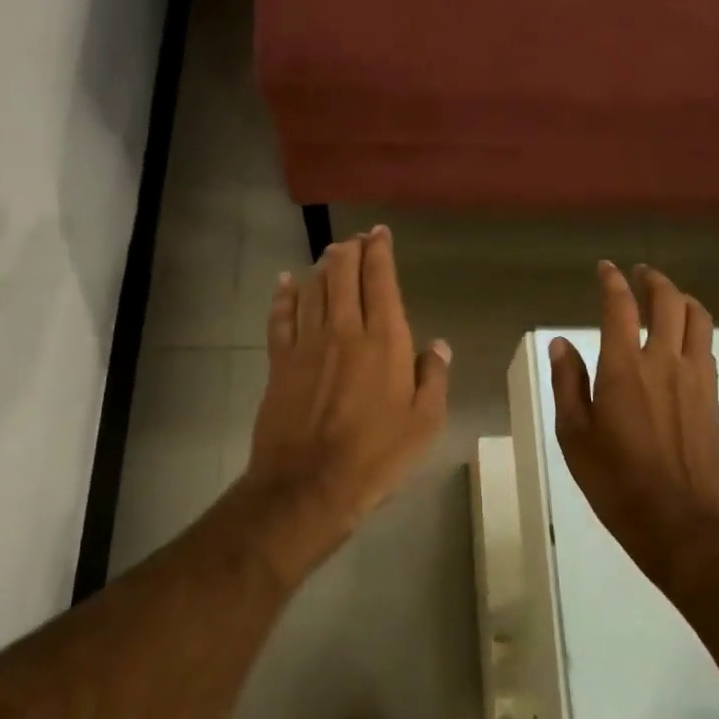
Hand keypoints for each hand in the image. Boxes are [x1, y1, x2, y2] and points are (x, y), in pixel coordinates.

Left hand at [240, 226, 449, 581]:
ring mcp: (307, 343)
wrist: (308, 484)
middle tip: (357, 238)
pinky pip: (280, 316)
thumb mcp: (424, 424)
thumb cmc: (376, 456)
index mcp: (384, 341)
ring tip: (331, 252)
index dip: (380, 252)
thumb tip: (438, 346)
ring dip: (322, 265)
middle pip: (343, 274)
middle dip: (351, 250)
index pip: (381, 281)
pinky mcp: (280, 361)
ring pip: (313, 288)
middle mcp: (344, 330)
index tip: (380, 233)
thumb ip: (433, 378)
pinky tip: (286, 281)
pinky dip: (284, 294)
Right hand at [549, 263, 718, 583]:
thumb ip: (568, 384)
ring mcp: (695, 377)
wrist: (679, 520)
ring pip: (697, 318)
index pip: (620, 307)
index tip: (605, 268)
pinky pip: (707, 346)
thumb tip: (561, 343)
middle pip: (668, 302)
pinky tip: (683, 340)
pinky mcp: (712, 396)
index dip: (612, 282)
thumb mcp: (574, 435)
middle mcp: (664, 361)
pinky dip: (694, 329)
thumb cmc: (615, 480)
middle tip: (640, 274)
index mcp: (624, 368)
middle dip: (653, 280)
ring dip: (681, 299)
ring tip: (667, 297)